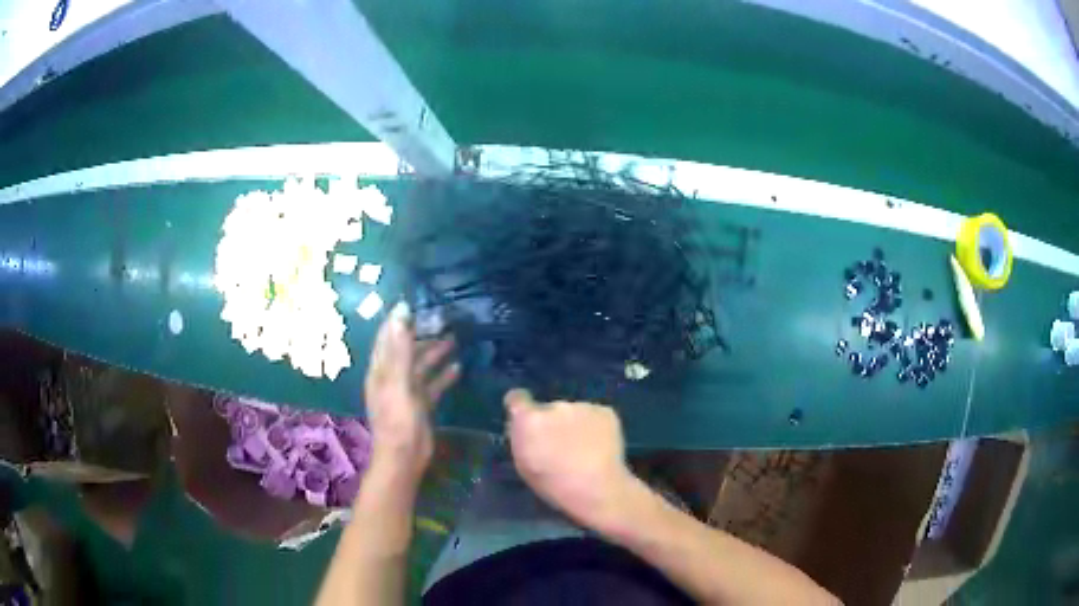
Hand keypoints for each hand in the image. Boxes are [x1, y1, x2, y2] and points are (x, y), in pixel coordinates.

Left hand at [365, 303, 459, 481]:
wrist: (405, 457)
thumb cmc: (398, 420)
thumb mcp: (398, 382)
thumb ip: (400, 349)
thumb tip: (401, 312)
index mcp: (381, 370)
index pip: (387, 337)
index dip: (399, 320)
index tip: (416, 302)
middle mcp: (391, 377)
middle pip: (406, 349)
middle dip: (422, 334)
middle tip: (443, 319)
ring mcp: (406, 391)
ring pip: (421, 365)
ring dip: (435, 352)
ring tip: (454, 338)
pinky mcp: (420, 404)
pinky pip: (432, 384)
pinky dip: (443, 375)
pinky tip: (458, 367)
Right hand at [503, 389, 640, 531]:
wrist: (596, 488)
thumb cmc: (554, 484)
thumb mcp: (524, 465)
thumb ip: (523, 439)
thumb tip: (527, 429)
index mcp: (529, 420)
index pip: (517, 398)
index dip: (521, 406)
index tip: (526, 416)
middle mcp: (554, 406)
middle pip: (550, 409)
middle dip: (553, 422)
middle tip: (562, 446)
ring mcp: (582, 406)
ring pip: (574, 413)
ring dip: (576, 425)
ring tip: (585, 449)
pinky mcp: (605, 411)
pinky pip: (595, 416)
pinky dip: (596, 428)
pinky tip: (600, 447)